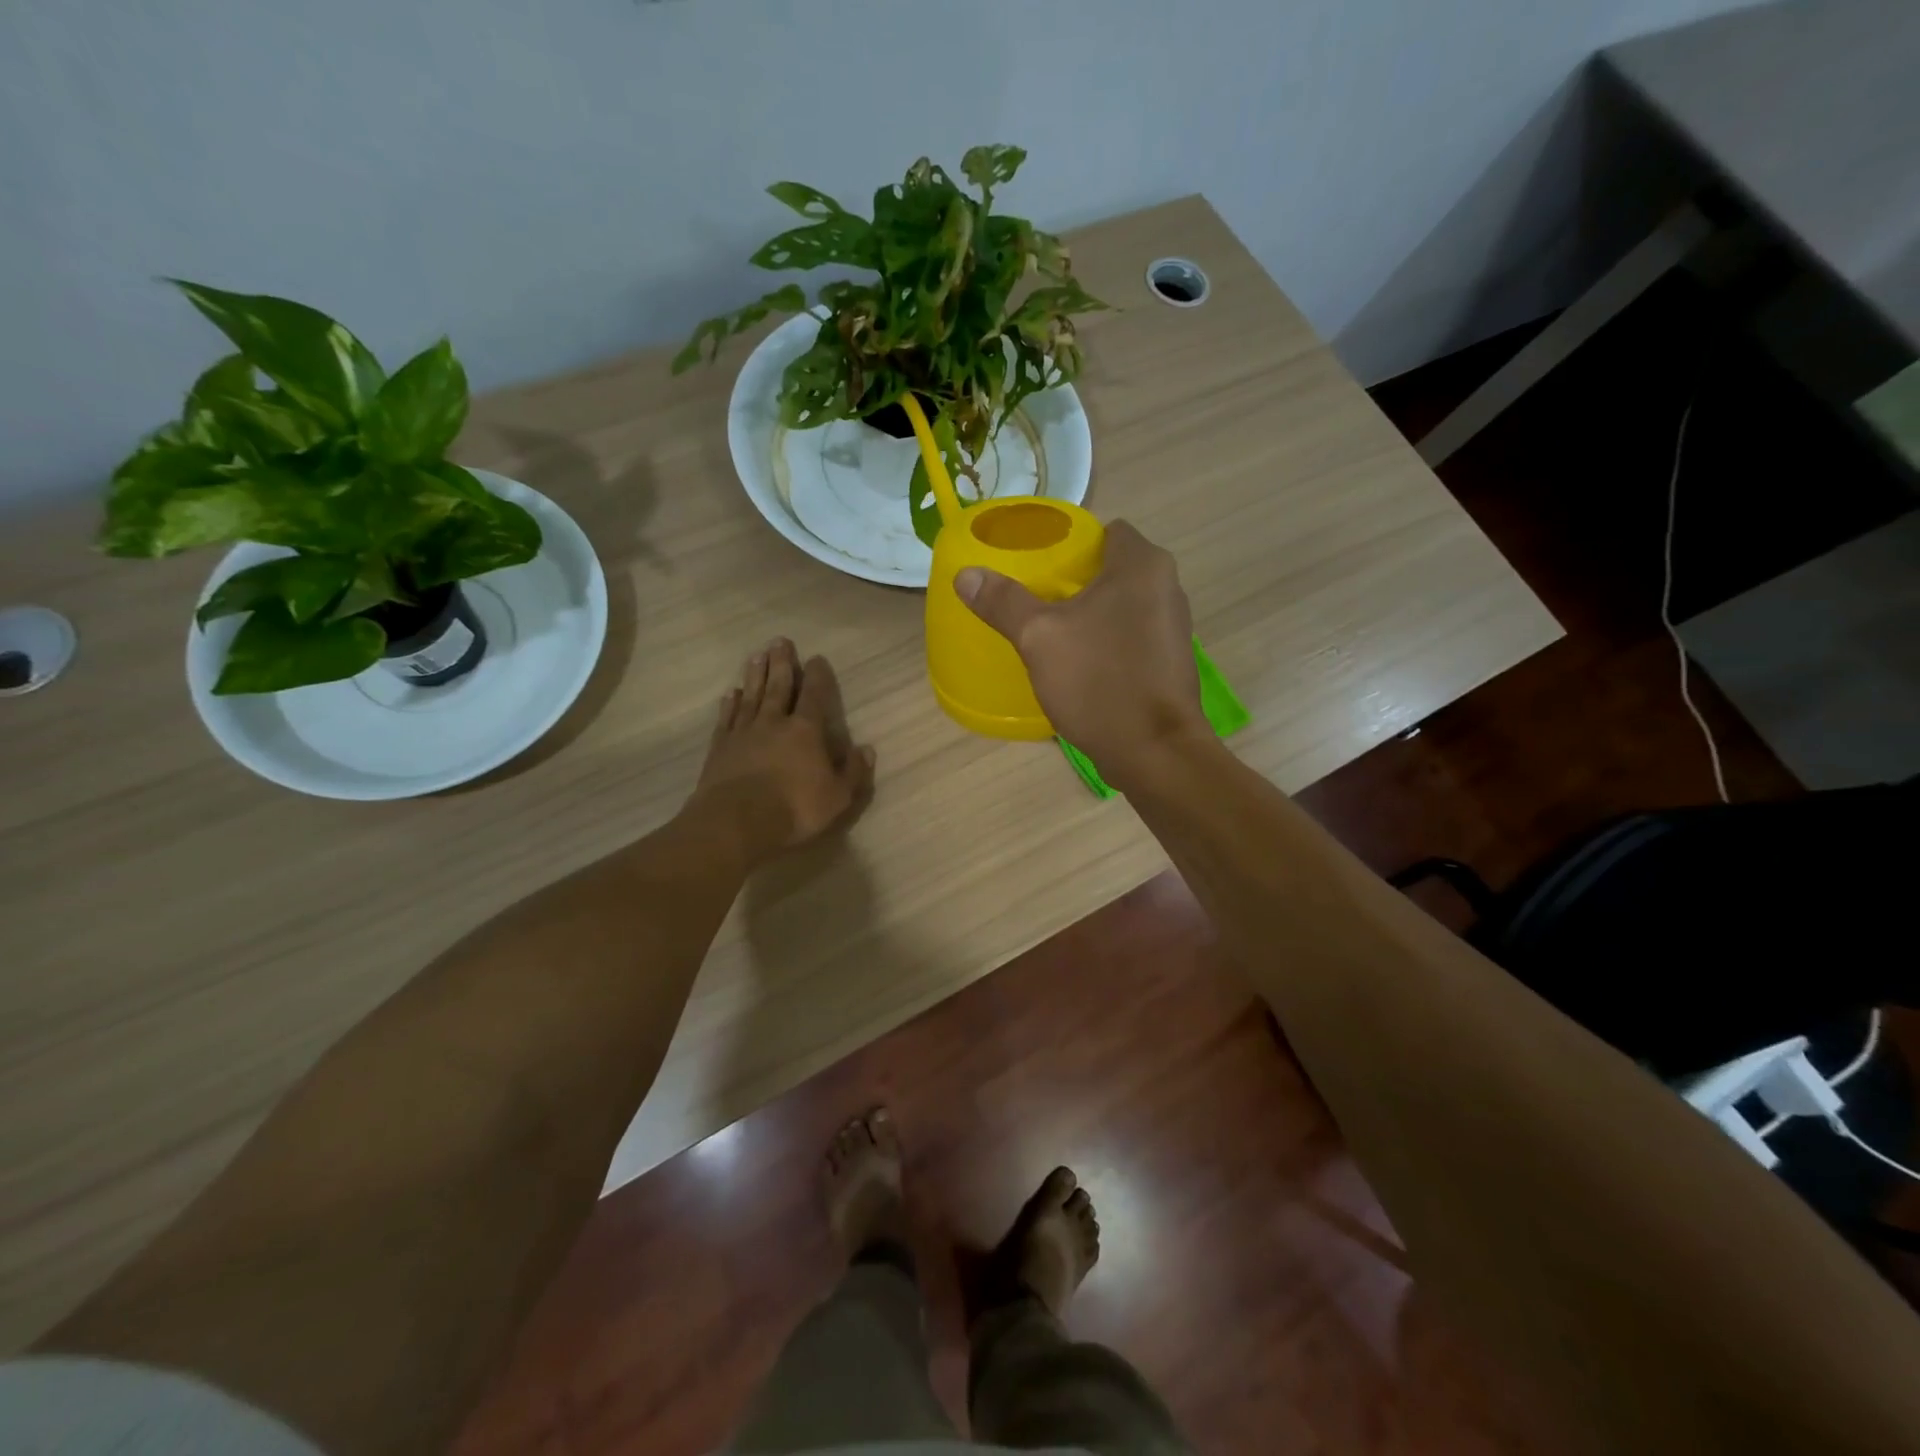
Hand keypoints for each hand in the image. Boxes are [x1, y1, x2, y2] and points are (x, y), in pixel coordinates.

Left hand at [691, 639, 875, 861]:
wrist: (736, 821)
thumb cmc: (794, 809)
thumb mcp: (838, 797)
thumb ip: (853, 771)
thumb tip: (866, 749)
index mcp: (806, 731)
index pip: (815, 696)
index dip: (818, 676)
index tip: (817, 658)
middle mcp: (774, 723)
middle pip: (779, 686)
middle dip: (782, 663)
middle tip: (780, 641)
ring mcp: (744, 733)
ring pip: (752, 696)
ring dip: (755, 675)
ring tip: (757, 656)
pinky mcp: (721, 747)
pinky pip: (728, 718)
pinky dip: (731, 704)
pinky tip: (732, 693)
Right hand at [955, 520, 1206, 784]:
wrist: (1153, 751)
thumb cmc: (1099, 681)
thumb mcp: (1039, 638)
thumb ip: (1003, 601)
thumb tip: (966, 575)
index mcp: (1142, 565)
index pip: (1105, 531)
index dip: (1070, 543)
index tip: (1038, 565)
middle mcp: (1167, 586)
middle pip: (1112, 568)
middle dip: (1074, 581)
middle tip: (1034, 599)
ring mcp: (1173, 626)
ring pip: (1122, 604)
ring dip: (1090, 613)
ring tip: (1051, 630)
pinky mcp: (1170, 661)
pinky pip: (1131, 635)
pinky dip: (1107, 640)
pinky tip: (1080, 663)